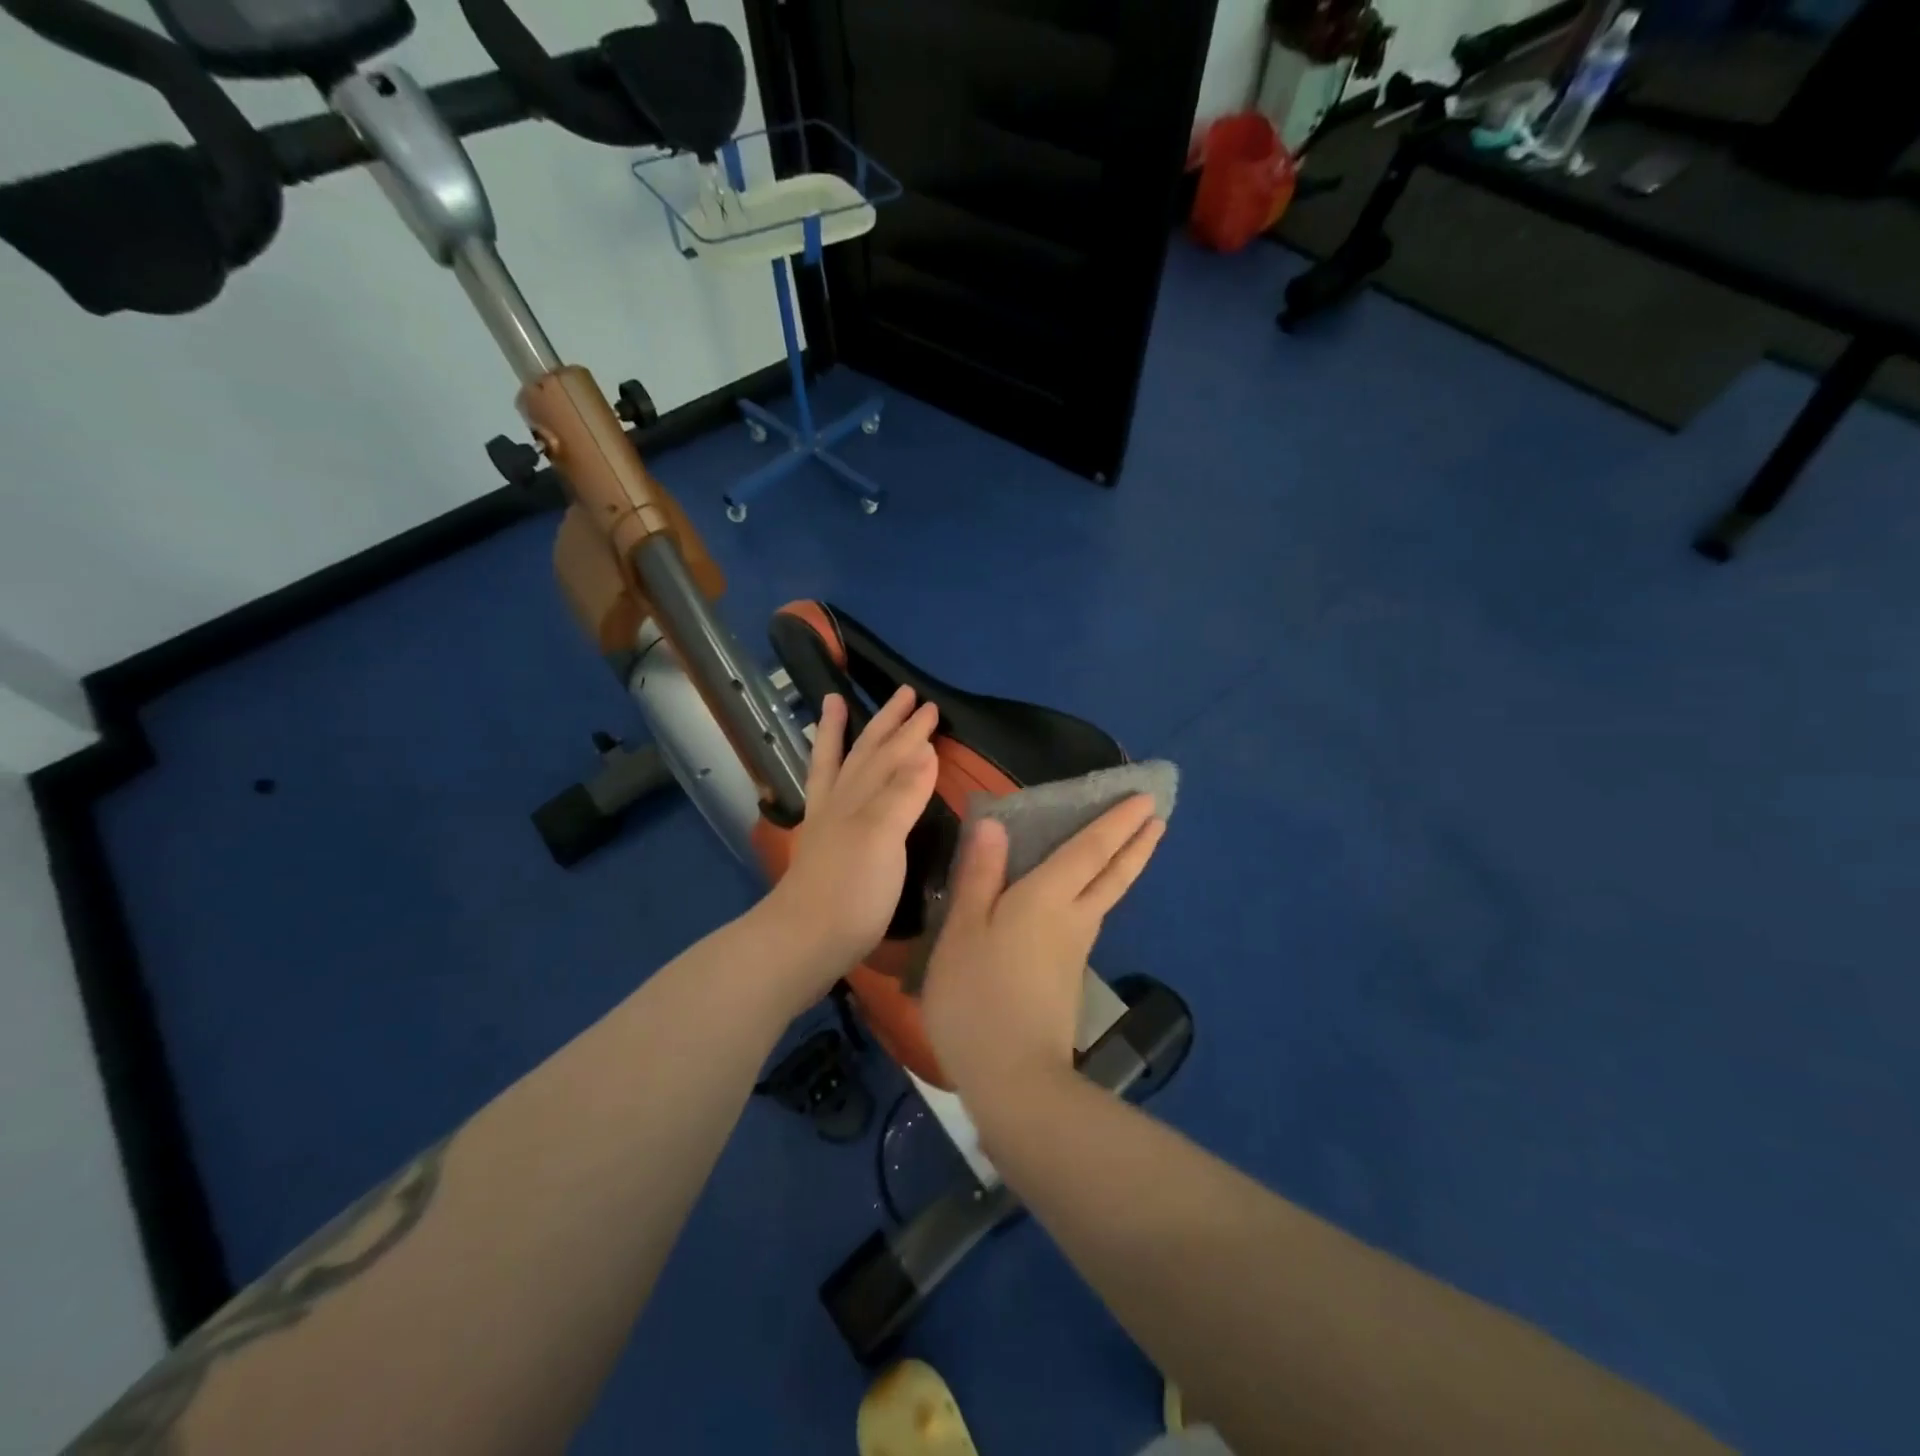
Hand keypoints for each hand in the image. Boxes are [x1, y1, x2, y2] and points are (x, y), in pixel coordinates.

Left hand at [760, 686, 939, 990]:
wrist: (804, 941)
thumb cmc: (852, 892)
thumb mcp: (883, 838)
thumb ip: (903, 793)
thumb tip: (924, 750)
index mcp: (862, 797)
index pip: (894, 755)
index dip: (914, 732)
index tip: (933, 707)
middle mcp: (843, 802)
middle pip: (867, 752)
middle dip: (888, 722)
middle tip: (905, 694)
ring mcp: (829, 822)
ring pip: (839, 765)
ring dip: (841, 733)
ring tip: (835, 702)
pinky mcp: (823, 845)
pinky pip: (825, 793)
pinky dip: (828, 772)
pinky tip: (833, 775)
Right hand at [921, 795, 1164, 1103]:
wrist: (1012, 1077)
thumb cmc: (977, 996)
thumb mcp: (964, 930)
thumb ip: (980, 875)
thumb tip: (997, 825)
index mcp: (1047, 897)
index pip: (1090, 849)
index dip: (1116, 821)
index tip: (1143, 797)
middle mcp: (1072, 917)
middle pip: (1113, 874)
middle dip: (1136, 842)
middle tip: (1158, 816)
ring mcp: (1075, 949)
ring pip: (1107, 896)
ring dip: (1124, 866)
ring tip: (1132, 846)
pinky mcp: (1069, 976)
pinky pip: (1091, 917)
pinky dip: (1101, 893)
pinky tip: (1087, 898)